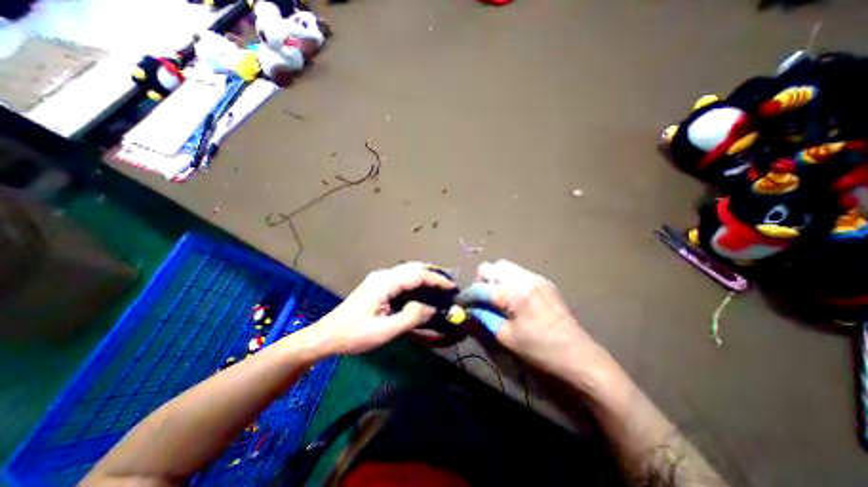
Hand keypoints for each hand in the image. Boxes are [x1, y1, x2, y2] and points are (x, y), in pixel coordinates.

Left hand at [306, 262, 453, 352]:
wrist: (327, 335)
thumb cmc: (354, 335)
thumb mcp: (384, 331)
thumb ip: (410, 317)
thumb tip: (432, 308)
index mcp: (384, 283)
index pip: (417, 275)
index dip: (437, 280)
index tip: (452, 287)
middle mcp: (383, 275)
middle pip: (413, 268)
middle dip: (433, 275)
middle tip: (448, 287)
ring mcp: (379, 278)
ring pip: (408, 271)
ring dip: (425, 277)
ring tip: (439, 288)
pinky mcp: (378, 285)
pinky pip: (402, 278)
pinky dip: (416, 281)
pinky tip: (422, 291)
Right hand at [460, 259, 608, 375]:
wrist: (579, 357)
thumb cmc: (540, 349)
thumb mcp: (505, 336)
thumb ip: (483, 318)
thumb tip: (468, 309)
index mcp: (513, 291)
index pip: (480, 287)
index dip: (467, 296)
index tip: (462, 305)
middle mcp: (524, 277)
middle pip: (492, 267)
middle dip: (483, 281)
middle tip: (484, 301)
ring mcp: (537, 278)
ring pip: (506, 267)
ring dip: (497, 280)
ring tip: (499, 300)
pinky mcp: (545, 283)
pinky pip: (519, 274)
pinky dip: (510, 282)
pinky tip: (515, 300)